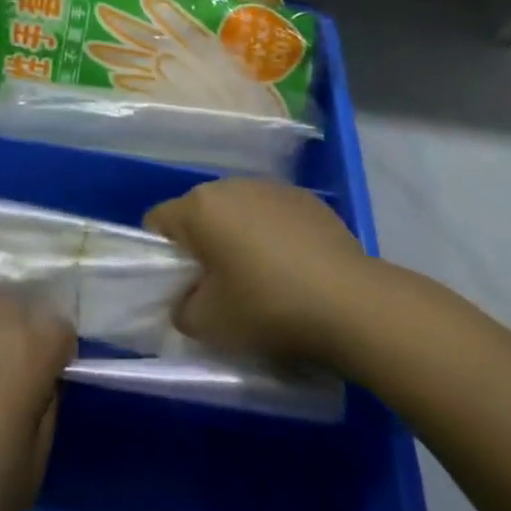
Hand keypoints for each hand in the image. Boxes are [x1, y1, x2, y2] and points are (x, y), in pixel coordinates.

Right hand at [145, 179, 374, 369]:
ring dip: (239, 239)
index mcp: (200, 207)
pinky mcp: (306, 200)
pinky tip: (294, 272)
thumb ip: (182, 310)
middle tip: (220, 289)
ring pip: (238, 212)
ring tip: (262, 281)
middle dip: (203, 247)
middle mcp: (230, 185)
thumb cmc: (268, 307)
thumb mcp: (210, 325)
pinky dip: (274, 237)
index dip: (160, 255)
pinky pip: (273, 216)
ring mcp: (271, 188)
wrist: (352, 304)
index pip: (158, 221)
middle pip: (200, 214)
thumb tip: (185, 300)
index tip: (180, 287)